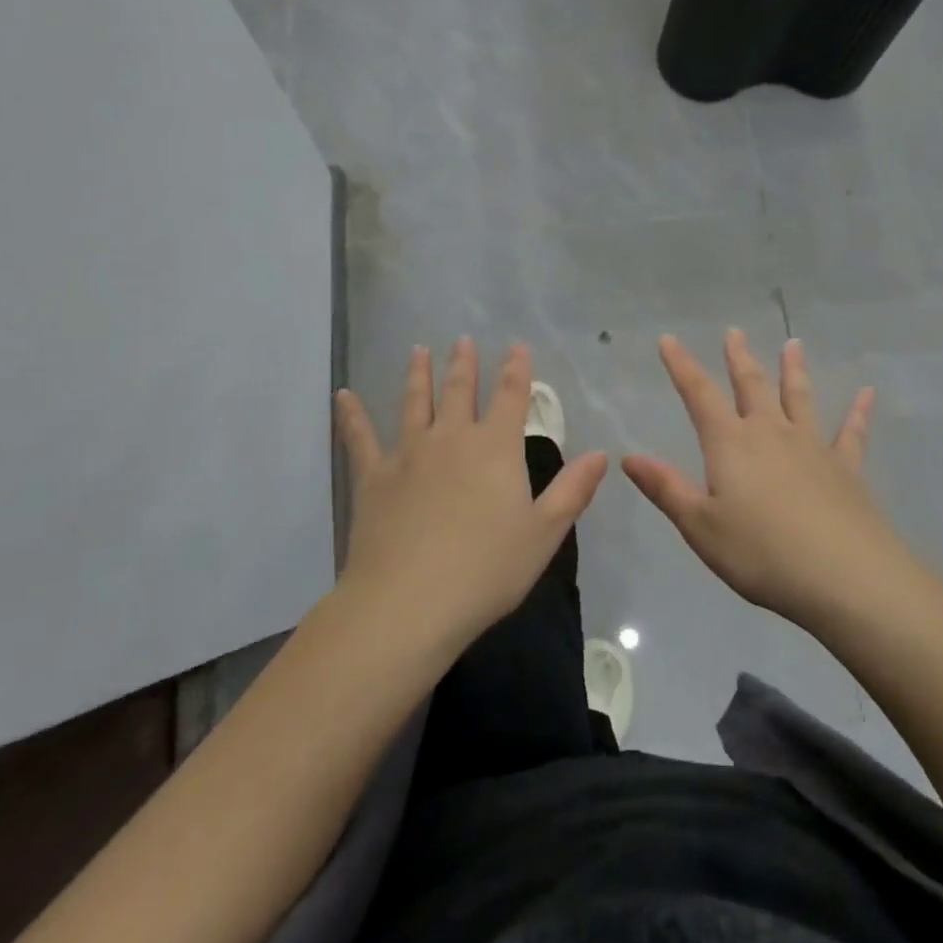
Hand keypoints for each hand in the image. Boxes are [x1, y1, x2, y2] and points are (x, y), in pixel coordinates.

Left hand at [334, 339, 608, 653]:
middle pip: (460, 391)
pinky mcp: (373, 476)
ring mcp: (408, 453)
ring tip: (418, 351)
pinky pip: (360, 437)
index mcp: (496, 449)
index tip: (517, 346)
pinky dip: (351, 414)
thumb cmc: (486, 570)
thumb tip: (601, 454)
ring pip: (415, 403)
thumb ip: (572, 490)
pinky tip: (342, 395)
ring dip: (419, 375)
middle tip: (463, 340)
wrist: (409, 602)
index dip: (517, 369)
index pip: (511, 397)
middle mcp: (452, 438)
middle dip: (465, 364)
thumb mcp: (544, 534)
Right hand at [623, 330, 906, 632]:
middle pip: (751, 386)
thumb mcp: (701, 527)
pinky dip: (858, 412)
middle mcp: (770, 433)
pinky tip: (867, 394)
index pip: (699, 394)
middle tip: (734, 331)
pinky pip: (851, 432)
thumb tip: (629, 457)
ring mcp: (812, 446)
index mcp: (730, 444)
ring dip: (793, 370)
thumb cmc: (761, 554)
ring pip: (799, 398)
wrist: (844, 576)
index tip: (669, 339)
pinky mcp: (846, 468)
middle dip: (739, 358)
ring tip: (793, 343)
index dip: (682, 365)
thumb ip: (667, 489)